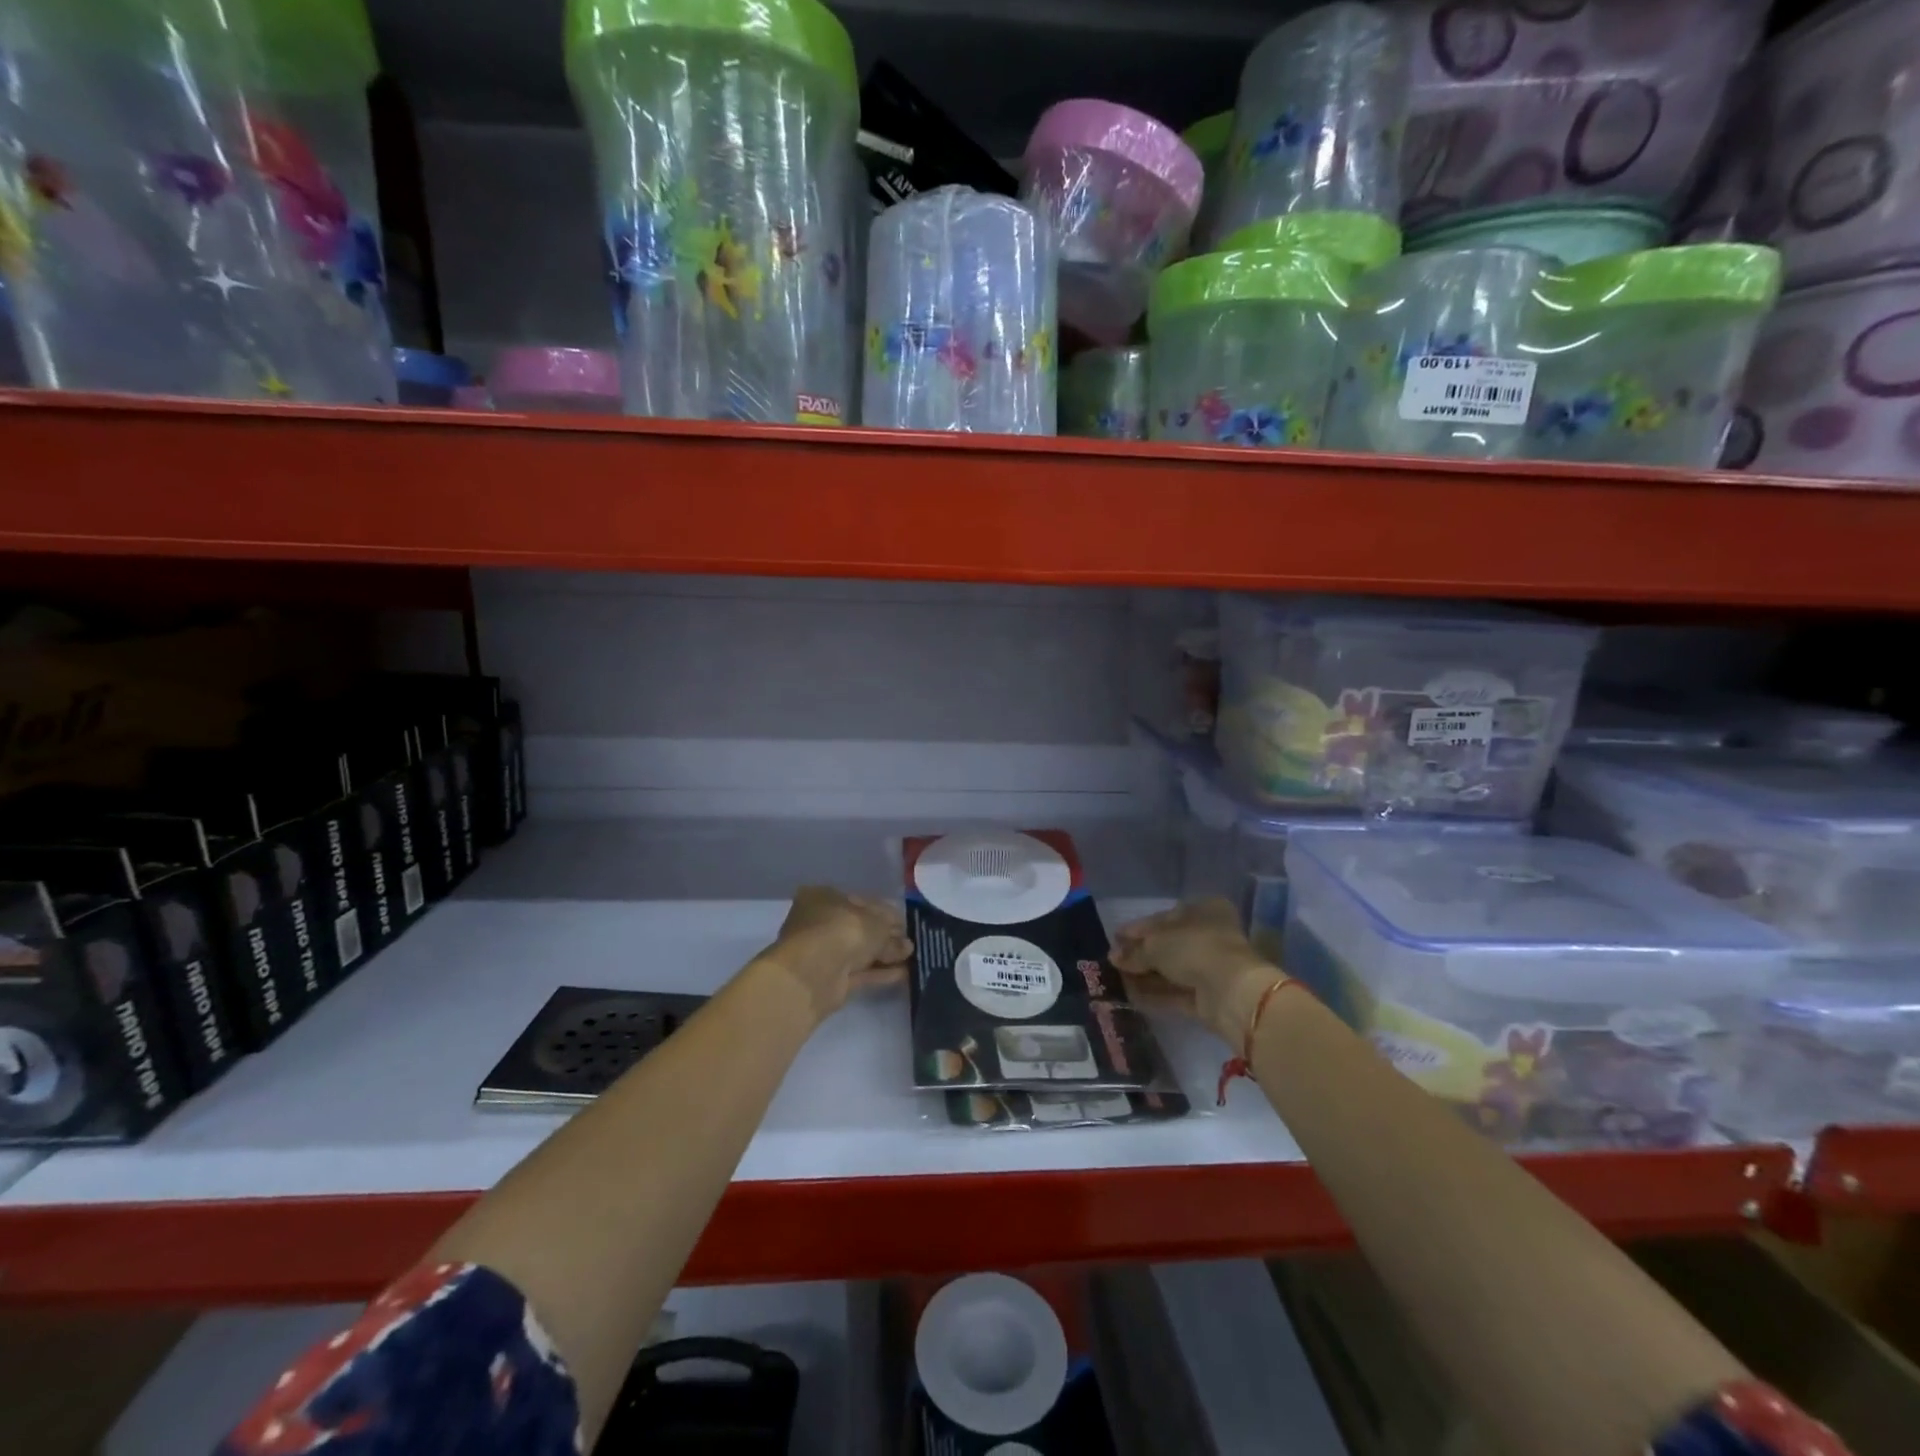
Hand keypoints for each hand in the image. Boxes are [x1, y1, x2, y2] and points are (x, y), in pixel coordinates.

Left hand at [761, 886, 912, 1022]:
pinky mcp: (829, 979)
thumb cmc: (842, 931)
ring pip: (859, 951)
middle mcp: (819, 922)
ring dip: (884, 955)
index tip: (905, 923)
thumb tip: (907, 946)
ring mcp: (823, 952)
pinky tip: (903, 973)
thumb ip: (892, 935)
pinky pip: (859, 972)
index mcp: (823, 897)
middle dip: (885, 936)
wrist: (813, 973)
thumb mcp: (876, 925)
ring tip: (912, 958)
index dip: (885, 912)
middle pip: (859, 928)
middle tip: (910, 943)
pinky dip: (879, 972)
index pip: (860, 901)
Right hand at [1110, 898, 1286, 1046]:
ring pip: (1172, 969)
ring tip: (1116, 979)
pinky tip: (1131, 995)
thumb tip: (1114, 957)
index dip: (1138, 928)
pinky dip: (1155, 993)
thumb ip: (1134, 951)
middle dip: (1141, 954)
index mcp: (1204, 910)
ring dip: (1145, 975)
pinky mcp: (1209, 996)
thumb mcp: (1155, 944)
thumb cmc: (1193, 949)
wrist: (1230, 992)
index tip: (1115, 938)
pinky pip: (1176, 991)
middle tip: (1114, 961)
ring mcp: (1211, 967)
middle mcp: (1210, 935)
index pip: (1164, 917)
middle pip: (1168, 944)